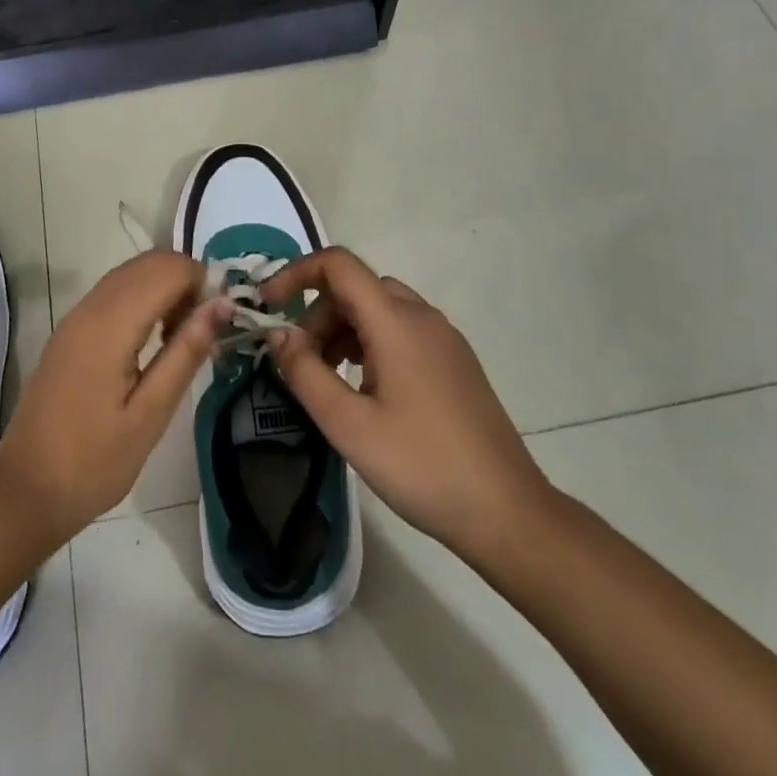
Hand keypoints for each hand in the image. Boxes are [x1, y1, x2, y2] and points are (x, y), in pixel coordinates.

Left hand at [0, 251, 231, 545]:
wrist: (26, 490)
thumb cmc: (94, 462)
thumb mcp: (151, 414)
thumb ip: (186, 352)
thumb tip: (223, 304)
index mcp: (110, 326)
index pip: (167, 269)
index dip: (202, 281)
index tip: (220, 320)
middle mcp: (89, 308)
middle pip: (148, 262)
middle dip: (185, 280)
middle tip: (204, 328)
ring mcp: (75, 317)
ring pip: (130, 273)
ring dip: (164, 287)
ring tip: (181, 336)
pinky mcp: (69, 330)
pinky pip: (113, 292)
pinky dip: (142, 298)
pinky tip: (151, 340)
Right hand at [260, 248, 556, 570]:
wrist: (506, 511)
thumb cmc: (421, 465)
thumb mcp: (348, 424)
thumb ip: (305, 372)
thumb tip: (278, 333)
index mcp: (396, 322)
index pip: (339, 265)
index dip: (296, 273)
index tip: (270, 306)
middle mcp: (422, 316)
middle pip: (357, 287)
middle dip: (318, 313)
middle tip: (299, 362)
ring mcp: (444, 338)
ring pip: (379, 308)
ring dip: (342, 329)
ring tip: (328, 379)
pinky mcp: (454, 360)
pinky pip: (401, 329)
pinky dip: (369, 342)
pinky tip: (365, 389)